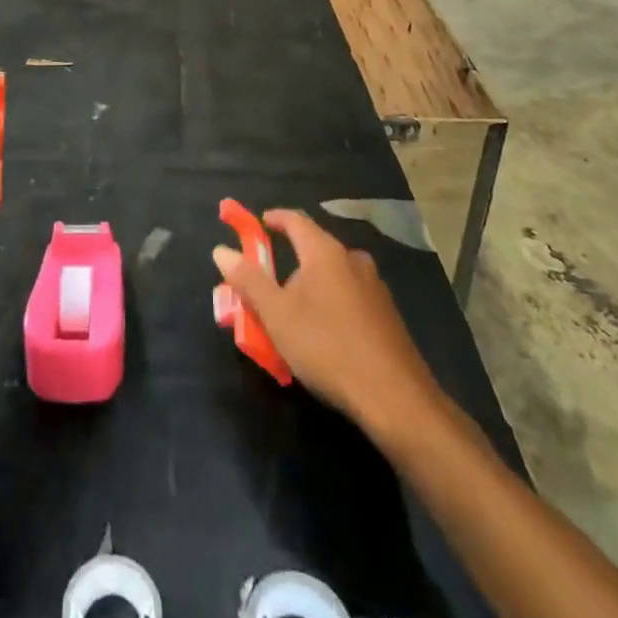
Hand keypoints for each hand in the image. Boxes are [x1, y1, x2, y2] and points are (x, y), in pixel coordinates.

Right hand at [213, 209, 441, 433]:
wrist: (396, 398)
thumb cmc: (328, 347)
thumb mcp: (277, 316)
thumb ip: (248, 280)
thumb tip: (221, 250)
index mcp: (325, 252)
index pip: (295, 220)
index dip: (273, 219)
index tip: (257, 225)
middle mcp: (353, 260)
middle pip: (313, 250)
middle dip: (288, 264)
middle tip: (267, 289)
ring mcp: (375, 288)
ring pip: (333, 276)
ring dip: (310, 288)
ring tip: (293, 318)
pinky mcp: (387, 315)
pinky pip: (349, 297)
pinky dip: (330, 305)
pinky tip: (324, 337)